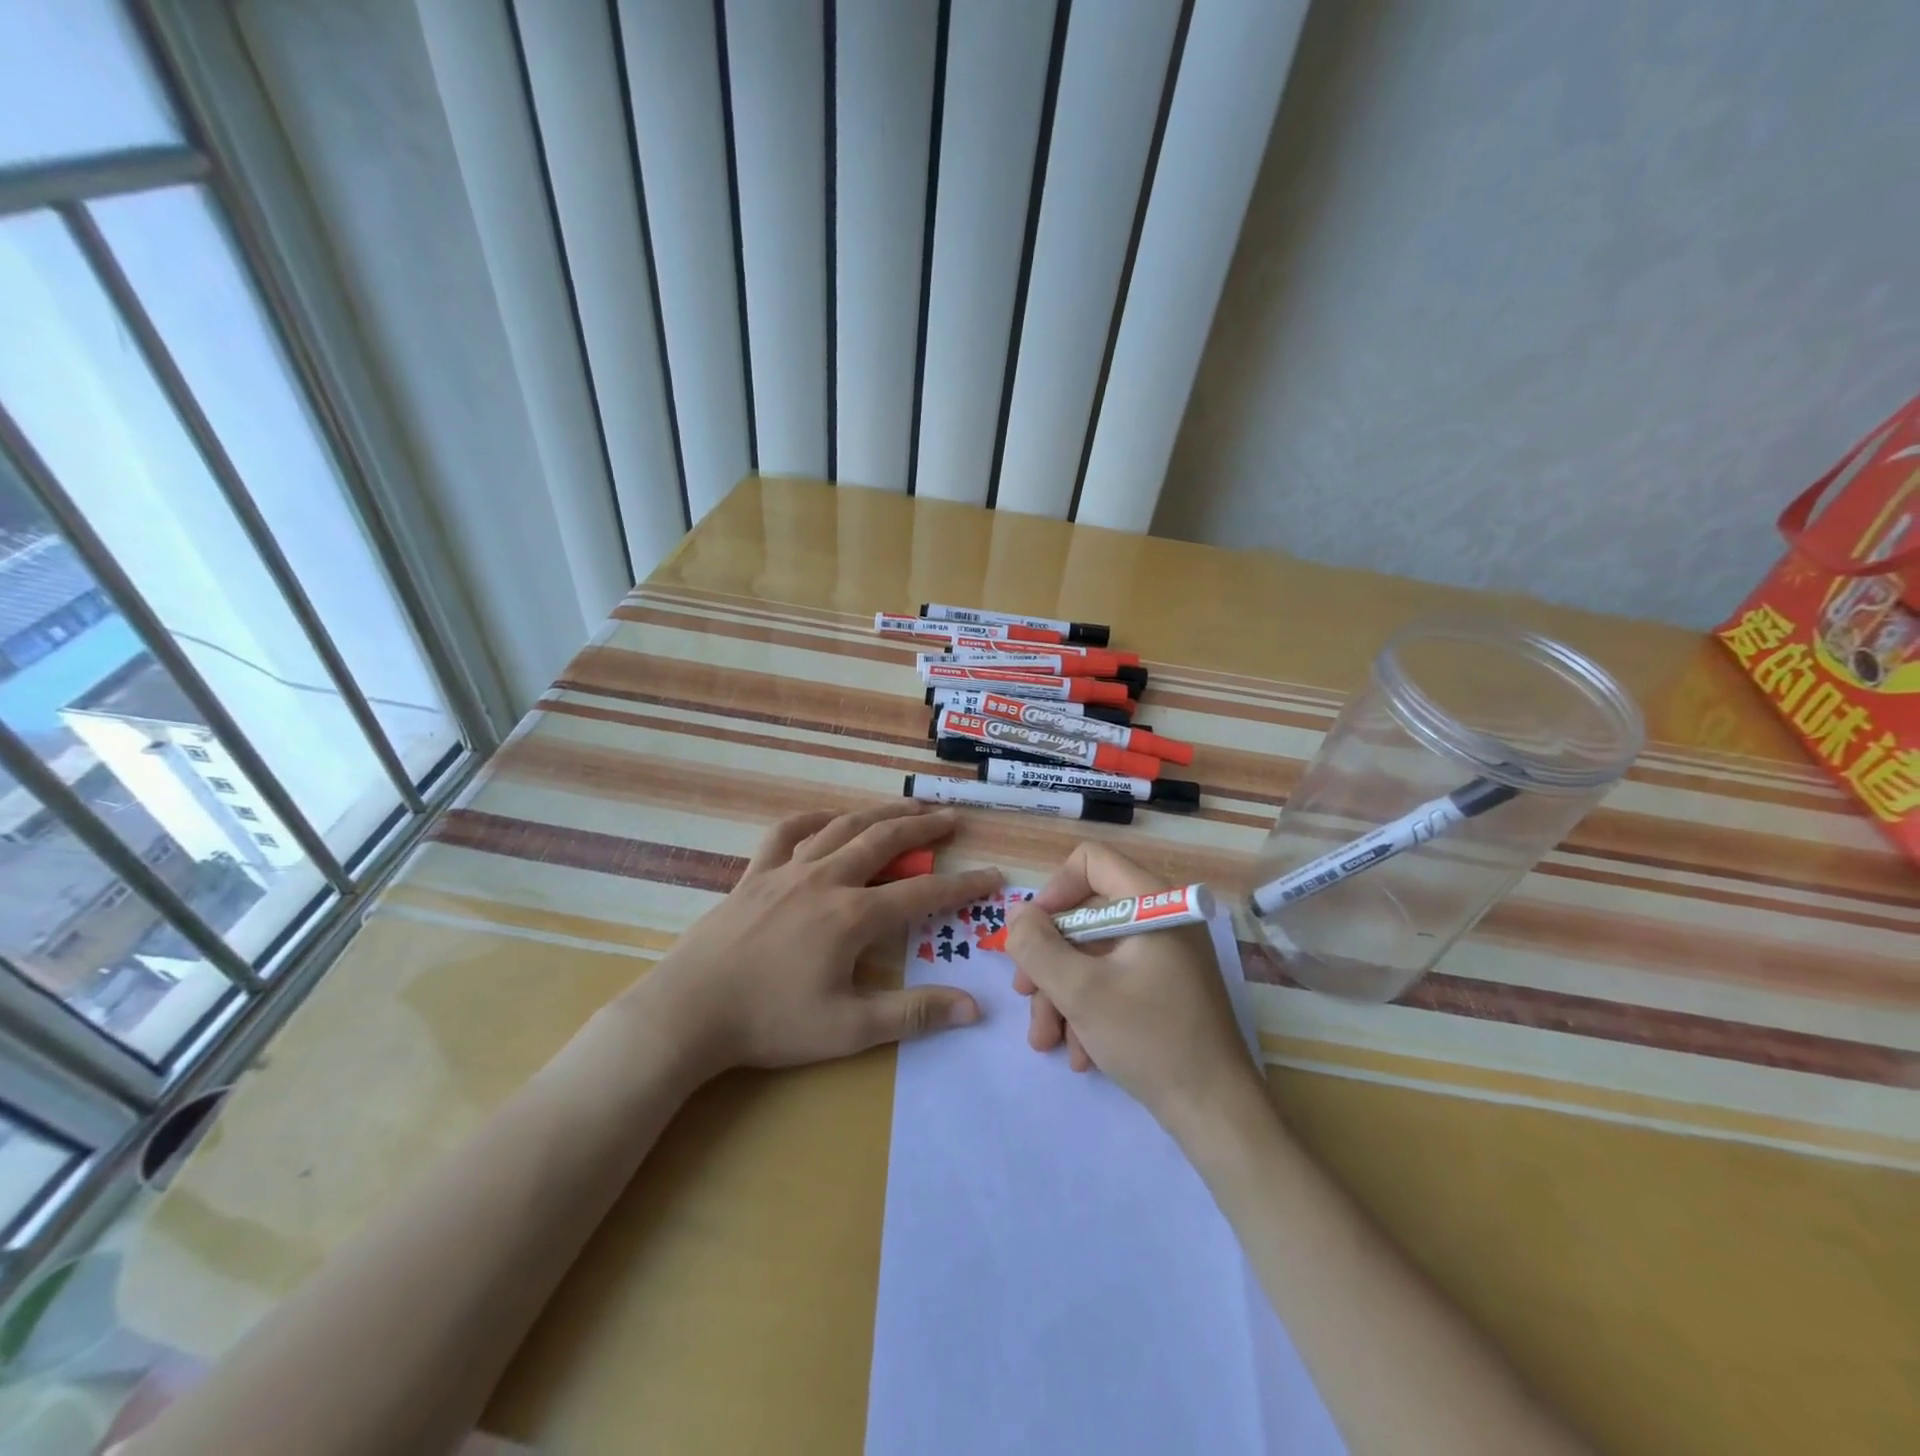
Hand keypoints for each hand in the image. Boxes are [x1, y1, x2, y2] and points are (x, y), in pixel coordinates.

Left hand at [636, 803, 1001, 1076]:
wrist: (689, 1012)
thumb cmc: (770, 1023)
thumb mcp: (849, 1029)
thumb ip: (913, 1014)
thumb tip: (974, 1008)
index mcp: (852, 916)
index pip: (922, 894)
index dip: (962, 885)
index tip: (993, 876)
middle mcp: (825, 880)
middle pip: (883, 841)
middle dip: (922, 827)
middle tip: (951, 818)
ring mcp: (787, 871)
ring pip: (841, 827)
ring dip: (878, 813)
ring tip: (905, 807)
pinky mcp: (754, 875)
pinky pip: (786, 833)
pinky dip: (812, 819)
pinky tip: (826, 818)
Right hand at [1006, 843, 1262, 1134]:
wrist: (1217, 1115)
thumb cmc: (1150, 1040)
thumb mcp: (1080, 992)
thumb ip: (1037, 947)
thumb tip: (1015, 917)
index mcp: (1152, 903)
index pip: (1090, 861)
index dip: (1053, 891)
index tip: (1031, 934)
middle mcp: (1160, 920)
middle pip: (1085, 916)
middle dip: (1049, 960)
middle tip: (1026, 996)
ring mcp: (1164, 956)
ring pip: (1094, 955)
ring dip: (1062, 995)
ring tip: (1048, 1041)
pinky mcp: (1164, 989)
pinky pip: (1113, 981)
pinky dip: (1088, 1010)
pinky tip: (1080, 1053)